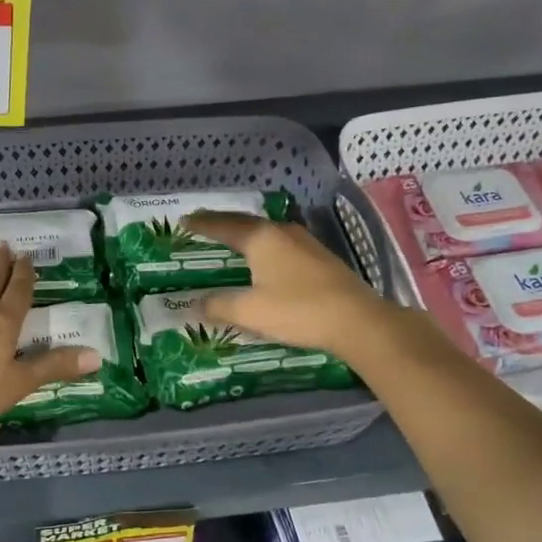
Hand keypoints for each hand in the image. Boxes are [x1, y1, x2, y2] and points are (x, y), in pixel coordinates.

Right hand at [183, 211, 394, 355]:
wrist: (357, 320)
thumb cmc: (298, 310)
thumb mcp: (250, 311)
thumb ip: (220, 306)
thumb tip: (196, 304)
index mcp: (261, 238)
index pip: (224, 225)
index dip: (202, 224)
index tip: (184, 221)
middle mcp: (282, 232)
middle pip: (245, 223)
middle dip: (222, 224)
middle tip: (203, 226)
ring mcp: (304, 242)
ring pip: (266, 232)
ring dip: (245, 234)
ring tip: (230, 240)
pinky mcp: (319, 257)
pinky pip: (280, 243)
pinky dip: (263, 246)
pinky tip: (264, 258)